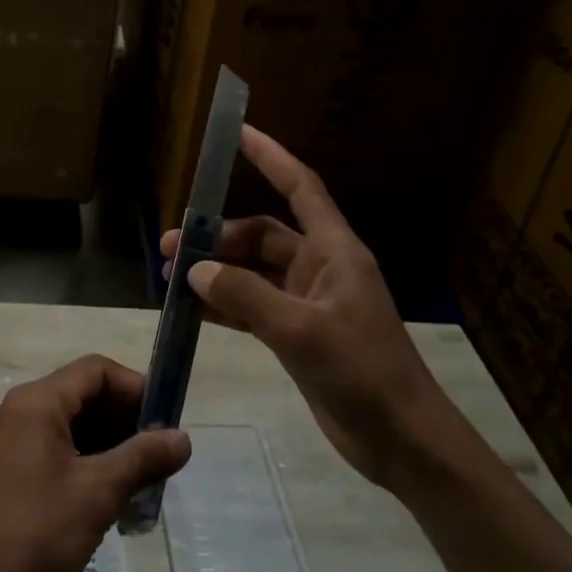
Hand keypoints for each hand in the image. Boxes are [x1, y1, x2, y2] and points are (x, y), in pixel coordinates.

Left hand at [0, 356, 190, 571]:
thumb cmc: (34, 535)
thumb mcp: (97, 494)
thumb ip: (142, 459)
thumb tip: (183, 438)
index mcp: (37, 403)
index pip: (95, 370)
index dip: (135, 389)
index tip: (165, 423)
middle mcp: (20, 412)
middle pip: (84, 396)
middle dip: (125, 422)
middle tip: (159, 459)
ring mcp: (11, 443)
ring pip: (72, 427)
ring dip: (109, 448)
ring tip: (142, 485)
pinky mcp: (9, 473)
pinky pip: (56, 452)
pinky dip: (87, 466)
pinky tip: (110, 502)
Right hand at [161, 126, 448, 489]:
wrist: (401, 440)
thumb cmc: (363, 372)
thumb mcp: (301, 331)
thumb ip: (245, 297)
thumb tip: (195, 270)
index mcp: (334, 251)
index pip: (300, 187)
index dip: (270, 157)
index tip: (237, 132)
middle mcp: (319, 268)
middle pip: (262, 235)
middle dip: (218, 237)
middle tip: (171, 248)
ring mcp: (307, 301)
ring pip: (252, 272)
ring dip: (216, 272)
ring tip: (170, 278)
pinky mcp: (297, 333)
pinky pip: (252, 305)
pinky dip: (224, 305)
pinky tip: (192, 310)